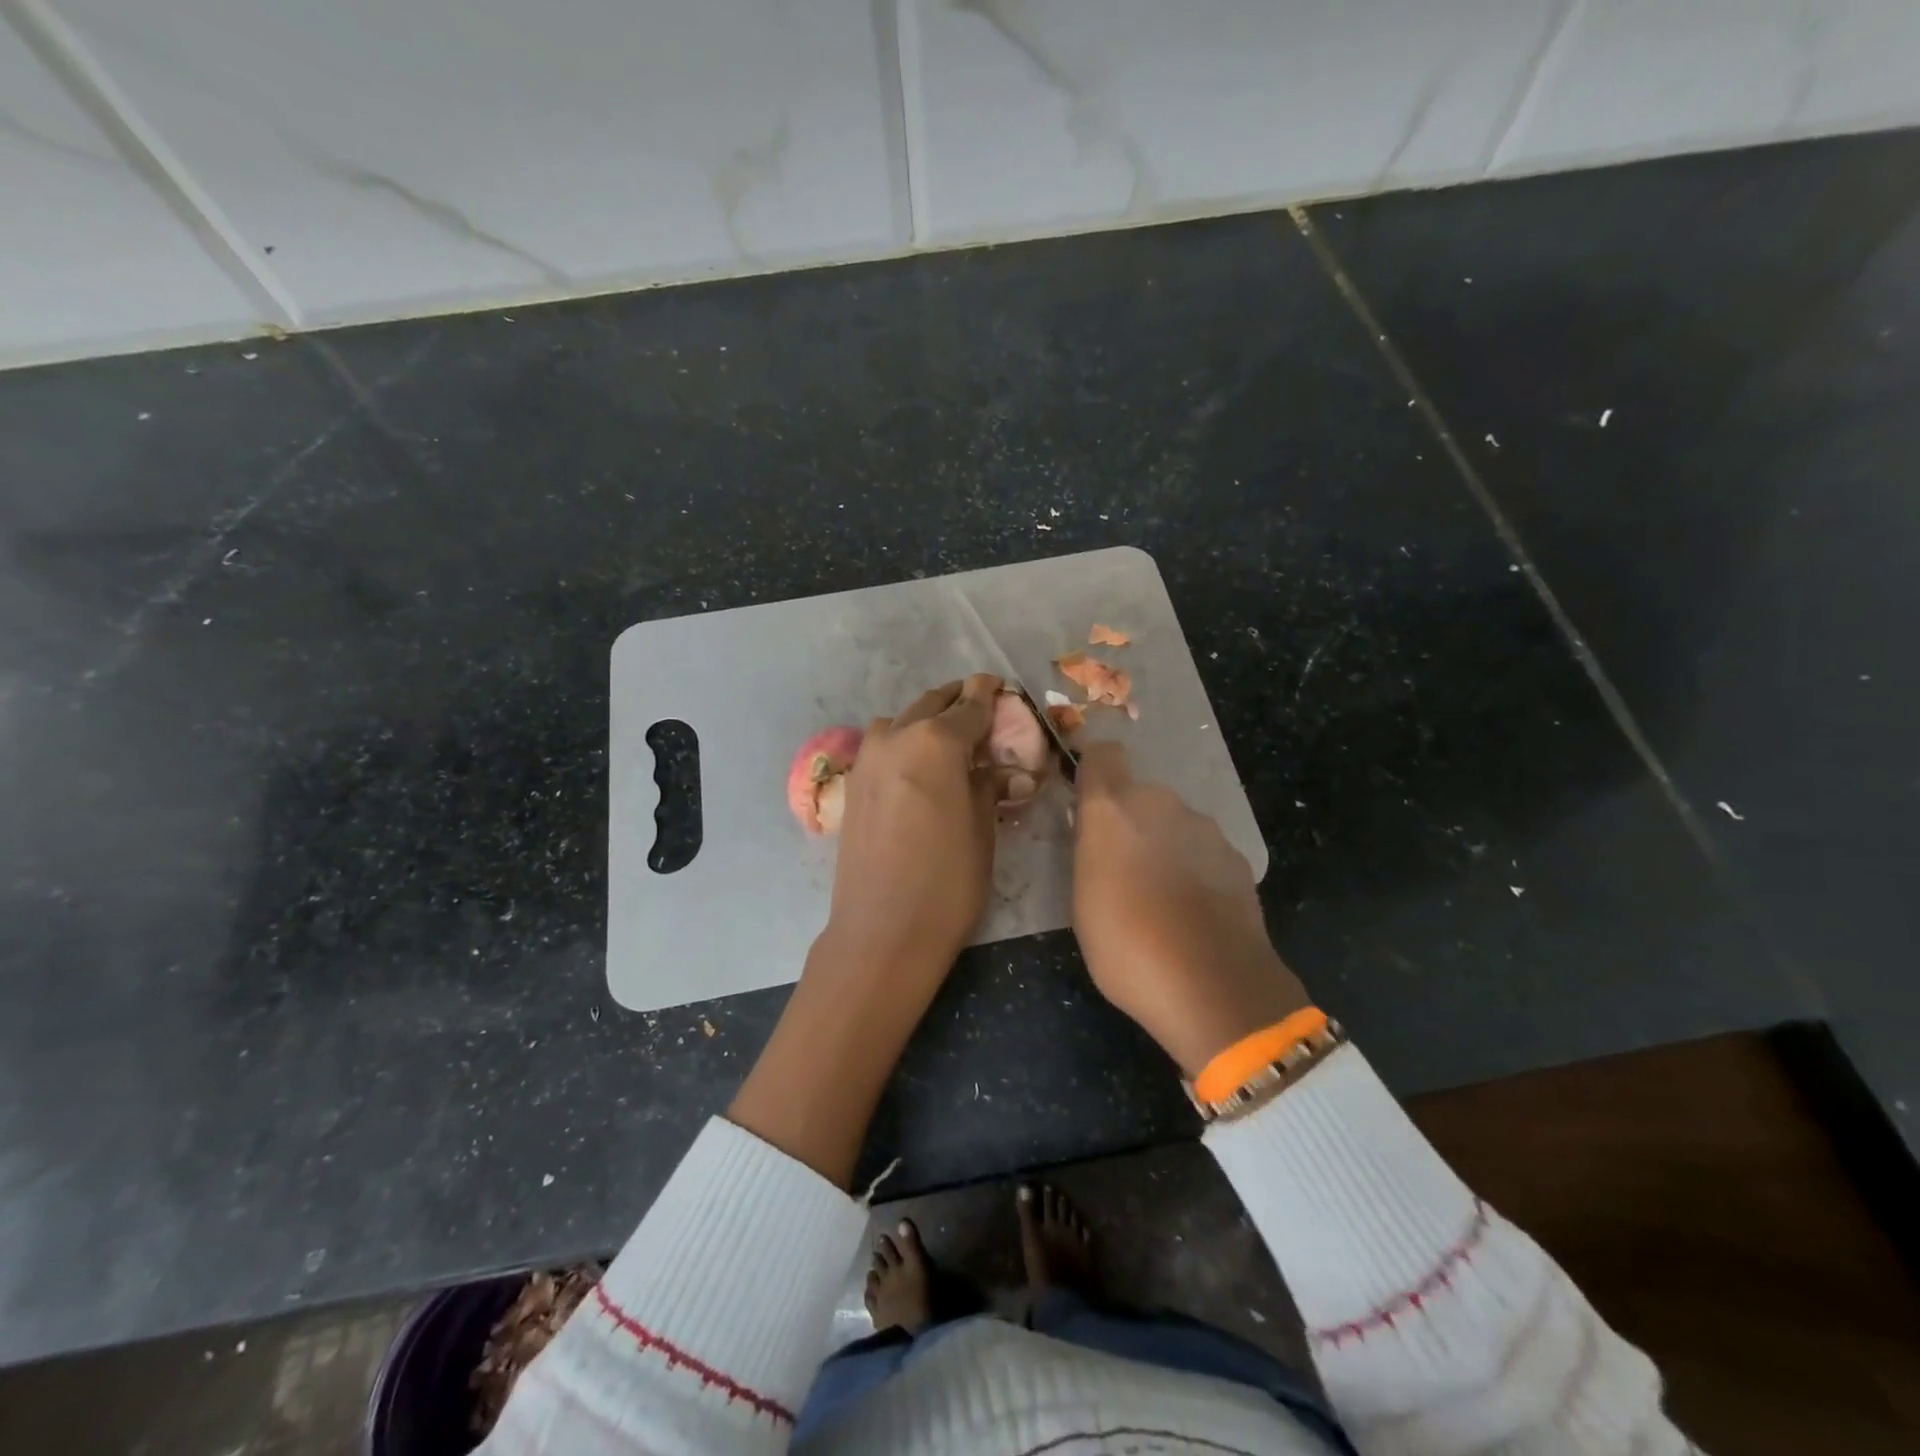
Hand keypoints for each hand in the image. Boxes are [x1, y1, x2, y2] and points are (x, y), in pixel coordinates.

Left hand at [729, 674, 1003, 1184]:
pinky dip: (903, 741)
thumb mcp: (983, 829)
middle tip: (981, 707)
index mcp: (935, 741)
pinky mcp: (853, 783)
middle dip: (958, 701)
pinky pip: (882, 745)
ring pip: (901, 720)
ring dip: (925, 719)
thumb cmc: (947, 882)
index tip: (1000, 685)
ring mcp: (868, 758)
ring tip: (949, 741)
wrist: (882, 932)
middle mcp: (896, 737)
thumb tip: (1005, 770)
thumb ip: (990, 785)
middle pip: (932, 704)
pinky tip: (919, 767)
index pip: (971, 707)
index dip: (990, 696)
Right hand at [1072, 741, 1308, 1076]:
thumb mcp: (1082, 898)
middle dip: (1130, 823)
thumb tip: (1100, 836)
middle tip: (1121, 870)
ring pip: (1174, 825)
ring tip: (1160, 900)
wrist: (1212, 984)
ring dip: (1164, 847)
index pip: (1103, 755)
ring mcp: (1204, 829)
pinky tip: (1193, 914)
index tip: (1088, 803)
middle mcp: (1160, 803)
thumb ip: (1091, 851)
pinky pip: (1203, 853)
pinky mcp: (1236, 857)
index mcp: (1113, 808)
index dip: (1095, 772)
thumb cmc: (1125, 943)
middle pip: (1140, 797)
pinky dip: (1195, 871)